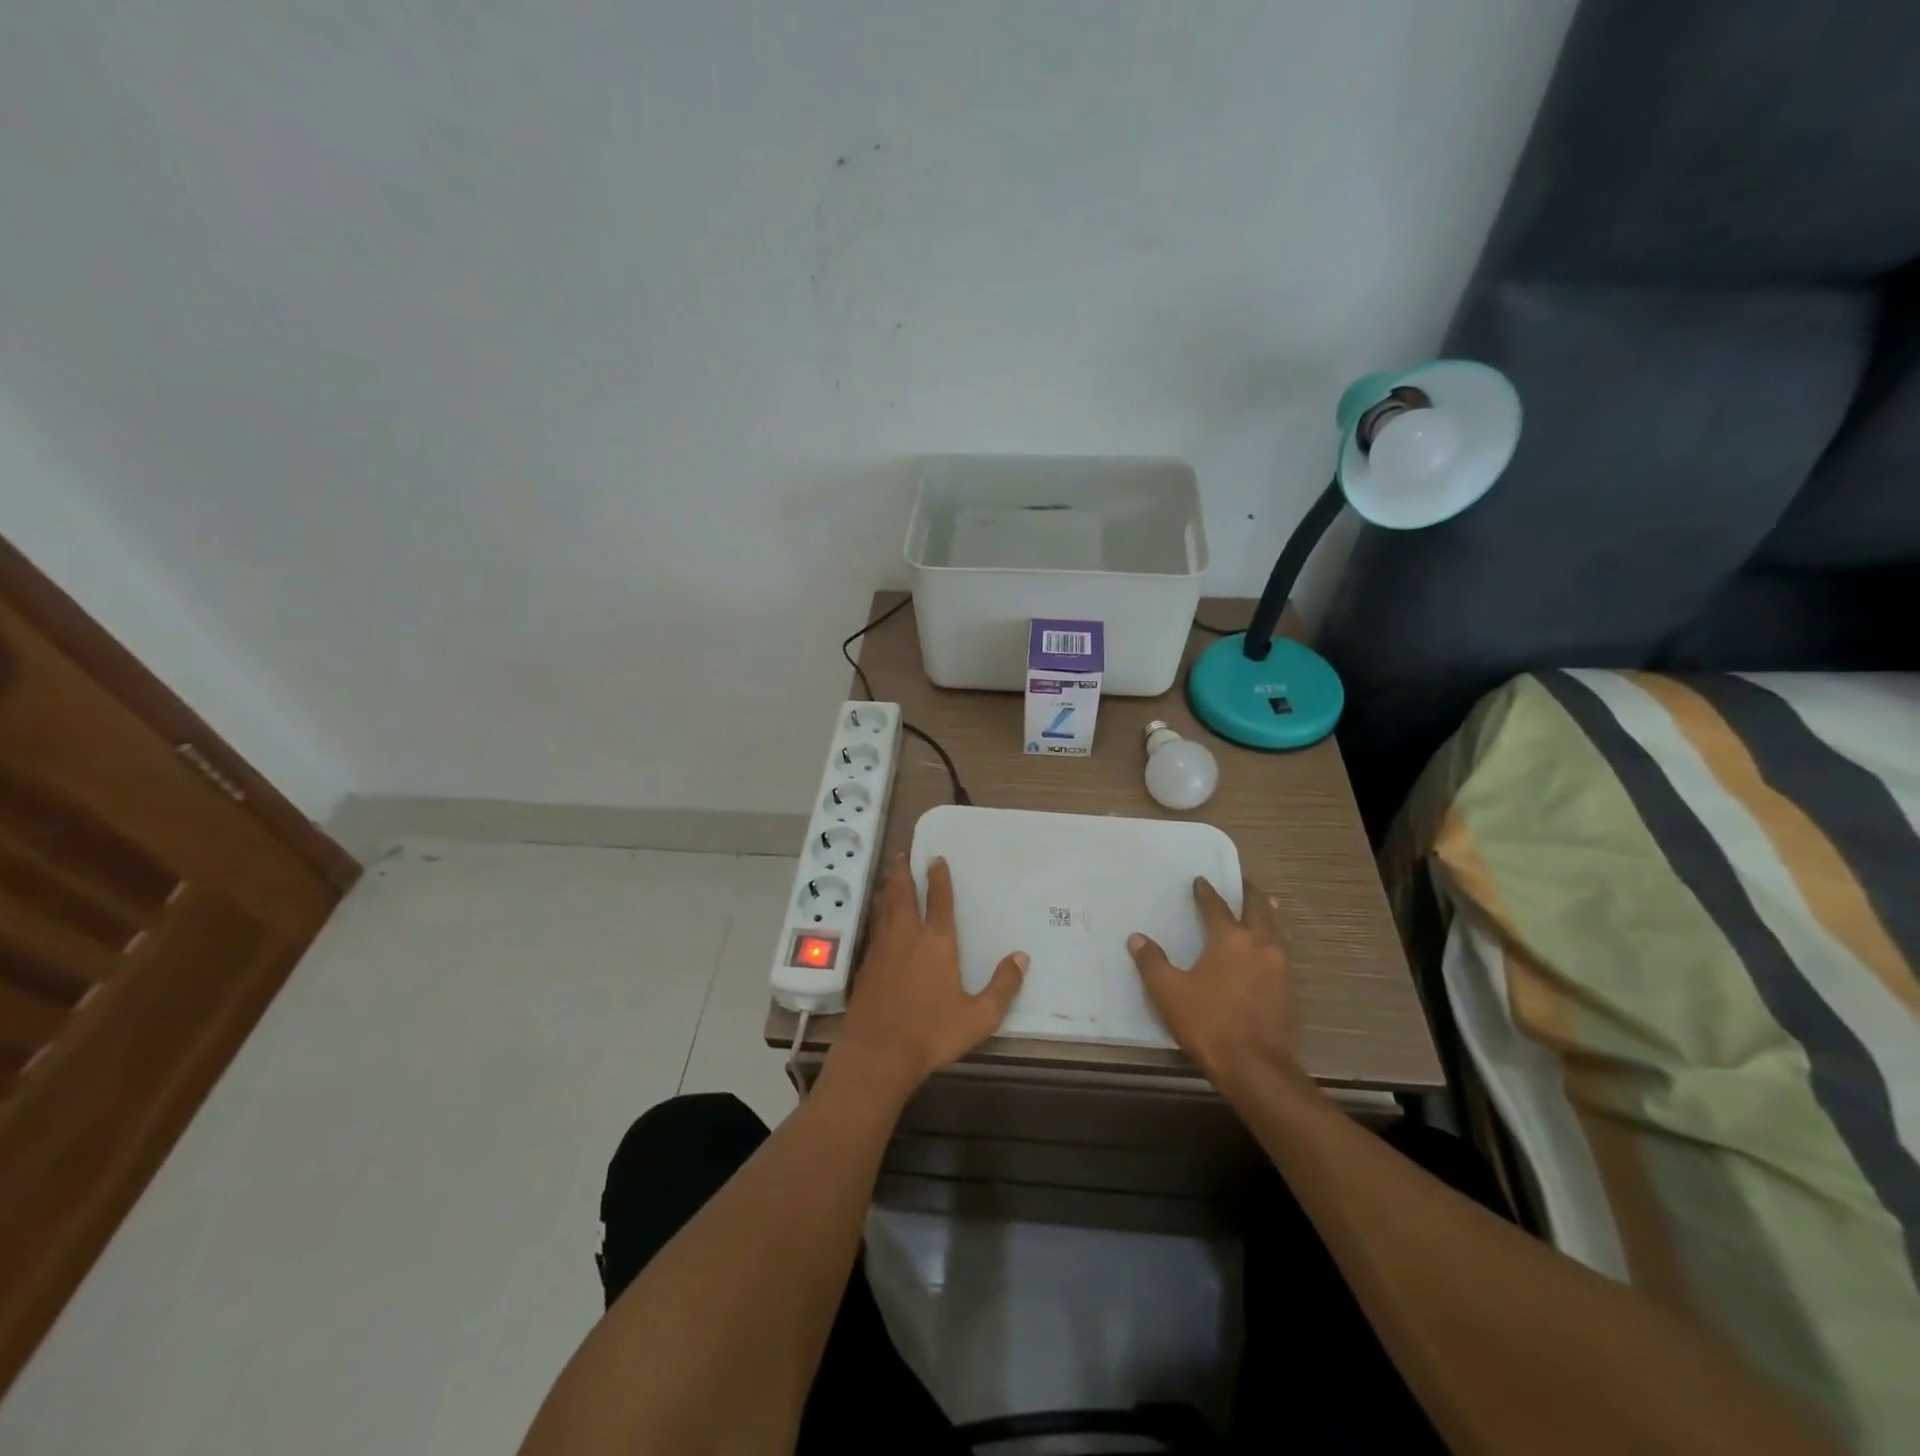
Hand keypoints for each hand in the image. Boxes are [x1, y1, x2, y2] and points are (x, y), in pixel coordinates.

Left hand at [834, 855, 1026, 1102]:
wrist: (878, 1052)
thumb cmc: (932, 1032)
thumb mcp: (979, 1016)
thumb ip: (1003, 986)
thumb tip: (1022, 957)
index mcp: (937, 942)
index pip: (939, 899)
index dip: (938, 877)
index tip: (936, 859)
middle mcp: (907, 935)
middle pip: (903, 893)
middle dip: (904, 872)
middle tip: (904, 855)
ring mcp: (882, 948)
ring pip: (885, 907)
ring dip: (889, 887)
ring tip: (890, 875)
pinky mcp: (866, 964)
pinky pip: (874, 926)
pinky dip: (878, 912)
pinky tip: (878, 917)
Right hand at [1128, 878, 1298, 1089]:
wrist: (1257, 1069)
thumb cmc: (1209, 1024)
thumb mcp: (1169, 993)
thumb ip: (1152, 962)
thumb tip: (1137, 938)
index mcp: (1230, 939)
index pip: (1216, 906)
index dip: (1206, 892)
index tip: (1200, 881)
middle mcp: (1260, 945)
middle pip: (1258, 909)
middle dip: (1249, 893)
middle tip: (1243, 882)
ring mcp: (1280, 968)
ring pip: (1276, 929)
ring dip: (1266, 915)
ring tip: (1260, 909)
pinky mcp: (1290, 991)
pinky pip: (1282, 952)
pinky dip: (1273, 941)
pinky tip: (1266, 950)